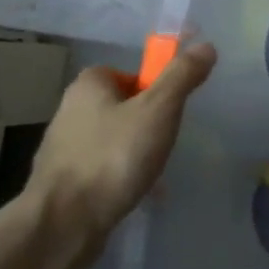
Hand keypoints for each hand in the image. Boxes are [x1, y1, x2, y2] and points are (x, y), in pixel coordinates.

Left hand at [27, 41, 217, 241]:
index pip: (126, 72)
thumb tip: (206, 46)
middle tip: (167, 138)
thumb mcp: (159, 110)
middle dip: (147, 121)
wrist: (65, 223)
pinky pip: (103, 168)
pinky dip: (122, 175)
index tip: (171, 107)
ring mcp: (63, 148)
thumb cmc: (114, 156)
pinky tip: (136, 192)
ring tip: (154, 169)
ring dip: (135, 150)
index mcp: (88, 86)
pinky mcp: (63, 181)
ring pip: (113, 138)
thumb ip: (182, 76)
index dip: (152, 86)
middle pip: (121, 105)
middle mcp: (70, 111)